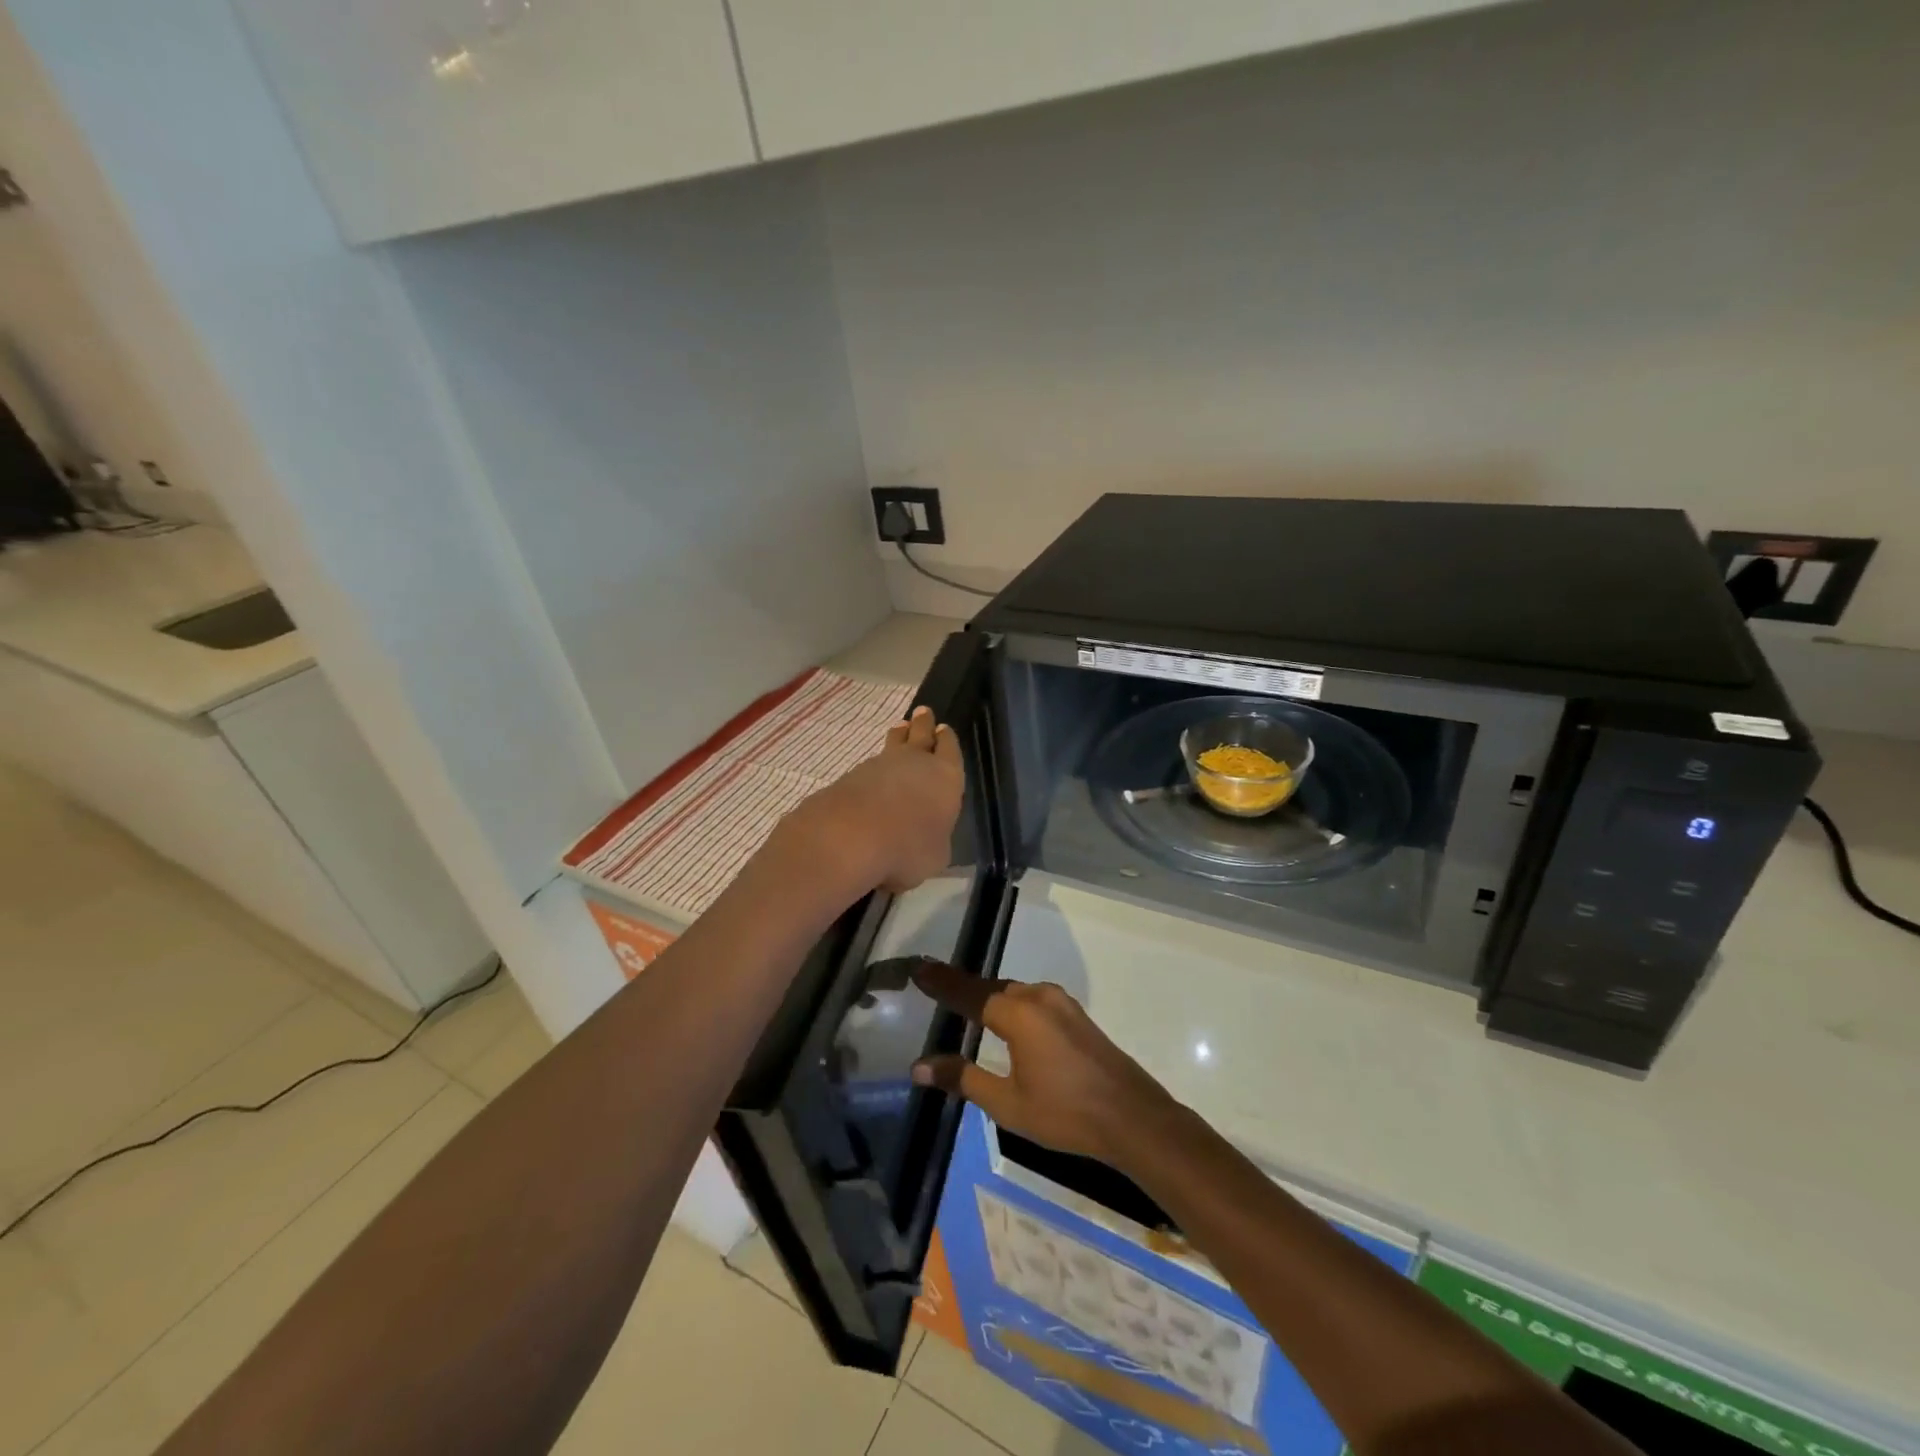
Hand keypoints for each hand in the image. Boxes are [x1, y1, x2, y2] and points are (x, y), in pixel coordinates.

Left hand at [775, 706, 963, 897]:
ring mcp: (880, 765)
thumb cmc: (908, 848)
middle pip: (921, 735)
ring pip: (893, 745)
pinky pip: (869, 765)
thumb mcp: (935, 856)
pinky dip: (874, 768)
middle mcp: (915, 763)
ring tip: (899, 730)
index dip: (947, 740)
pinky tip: (872, 774)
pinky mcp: (851, 775)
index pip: (950, 750)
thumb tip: (926, 839)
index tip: (943, 728)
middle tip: (922, 713)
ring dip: (898, 738)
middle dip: (923, 724)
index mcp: (946, 777)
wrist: (851, 836)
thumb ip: (934, 840)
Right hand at [910, 961, 1182, 1172]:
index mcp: (1018, 1013)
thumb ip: (963, 1079)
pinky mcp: (1076, 1015)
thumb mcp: (1007, 1103)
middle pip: (991, 988)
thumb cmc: (1065, 1113)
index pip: (969, 993)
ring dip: (989, 996)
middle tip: (934, 985)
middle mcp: (1039, 997)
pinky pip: (1033, 1001)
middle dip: (963, 988)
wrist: (1132, 1117)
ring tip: (964, 1002)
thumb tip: (919, 1066)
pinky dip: (1011, 1004)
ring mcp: (1062, 1003)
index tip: (918, 968)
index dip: (941, 983)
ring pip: (1014, 993)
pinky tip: (1005, 1020)